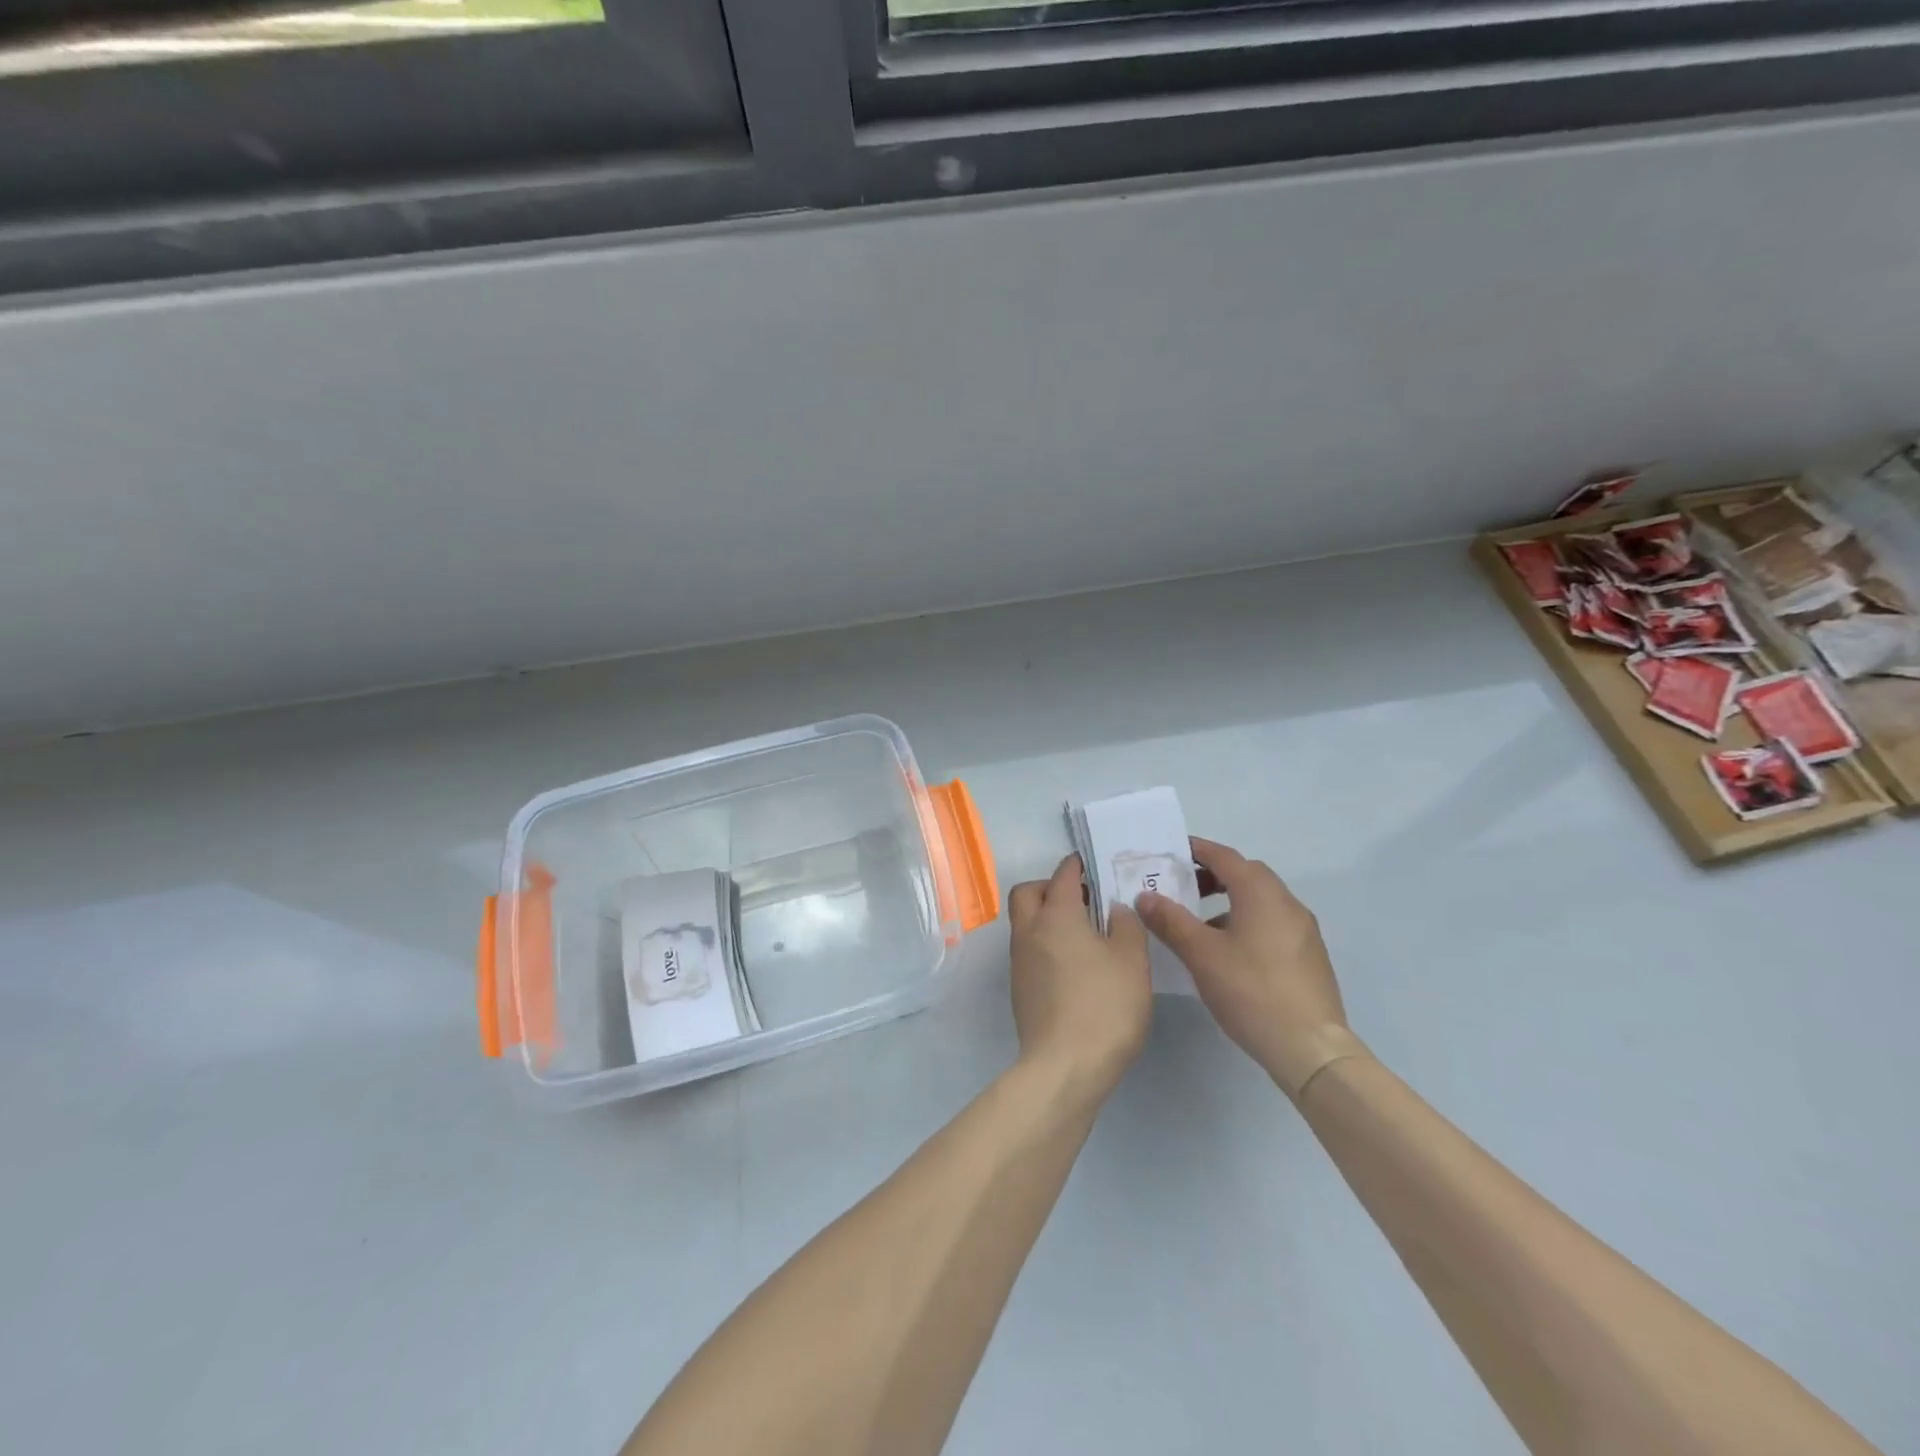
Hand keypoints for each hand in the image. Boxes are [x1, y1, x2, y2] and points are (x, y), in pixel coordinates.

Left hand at [1007, 854, 1152, 1098]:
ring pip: (1025, 922)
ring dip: (1047, 917)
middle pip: (1028, 892)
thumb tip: (1113, 909)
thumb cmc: (1104, 1006)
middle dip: (1051, 887)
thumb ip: (1126, 925)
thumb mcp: (1132, 960)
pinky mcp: (1019, 989)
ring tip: (1084, 933)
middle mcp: (1029, 931)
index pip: (1063, 875)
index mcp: (1056, 915)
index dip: (1077, 866)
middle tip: (1082, 899)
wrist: (1064, 1067)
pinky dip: (1046, 944)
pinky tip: (1075, 965)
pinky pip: (1029, 950)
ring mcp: (1019, 961)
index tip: (1092, 864)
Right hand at [1135, 838, 1363, 1099]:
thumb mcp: (1201, 954)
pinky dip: (1246, 921)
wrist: (1310, 1048)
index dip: (1196, 850)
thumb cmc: (1251, 991)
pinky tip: (1228, 952)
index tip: (1169, 853)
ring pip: (1260, 900)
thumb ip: (1170, 920)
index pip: (1224, 857)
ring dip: (1229, 901)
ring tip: (1199, 924)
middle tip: (1181, 889)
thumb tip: (1145, 896)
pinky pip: (1272, 922)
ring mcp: (1303, 930)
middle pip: (1245, 874)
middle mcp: (1286, 902)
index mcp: (1261, 893)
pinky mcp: (1308, 955)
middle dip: (1212, 876)